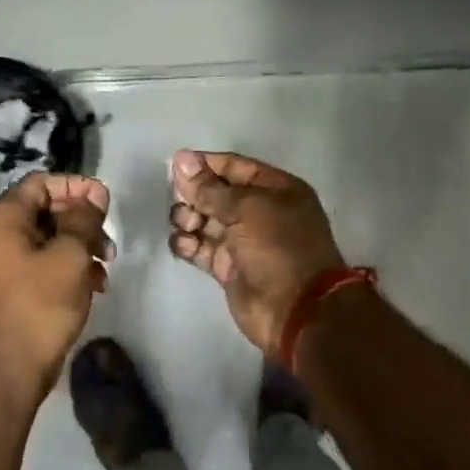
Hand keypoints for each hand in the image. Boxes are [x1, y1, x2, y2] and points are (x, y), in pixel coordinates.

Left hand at [0, 172, 112, 401]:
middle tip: (109, 239)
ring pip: (49, 236)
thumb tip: (93, 195)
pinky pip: (44, 261)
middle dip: (82, 220)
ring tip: (106, 264)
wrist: (13, 365)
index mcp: (3, 218)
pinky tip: (96, 283)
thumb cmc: (41, 303)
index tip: (106, 201)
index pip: (42, 183)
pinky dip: (69, 265)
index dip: (76, 186)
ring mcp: (2, 261)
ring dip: (81, 244)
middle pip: (46, 209)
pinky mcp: (13, 285)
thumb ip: (84, 218)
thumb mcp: (71, 254)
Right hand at [168, 150, 345, 353]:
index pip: (235, 167)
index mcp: (276, 190)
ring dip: (189, 218)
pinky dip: (188, 244)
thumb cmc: (277, 247)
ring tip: (186, 224)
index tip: (175, 165)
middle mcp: (260, 212)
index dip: (205, 164)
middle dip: (194, 194)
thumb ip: (209, 188)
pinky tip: (182, 242)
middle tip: (178, 199)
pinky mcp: (228, 268)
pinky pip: (201, 248)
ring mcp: (243, 241)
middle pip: (217, 194)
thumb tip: (180, 159)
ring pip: (205, 220)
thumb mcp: (246, 209)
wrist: (294, 310)